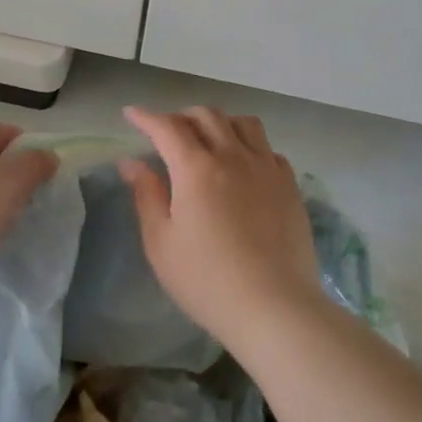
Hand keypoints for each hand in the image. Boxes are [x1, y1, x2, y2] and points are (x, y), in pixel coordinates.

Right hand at [119, 106, 324, 347]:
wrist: (274, 307)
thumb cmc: (206, 279)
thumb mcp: (161, 242)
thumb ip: (147, 195)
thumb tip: (131, 163)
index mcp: (196, 169)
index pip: (167, 128)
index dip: (146, 117)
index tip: (131, 114)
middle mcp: (234, 157)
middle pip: (207, 116)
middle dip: (181, 116)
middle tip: (167, 133)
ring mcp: (267, 169)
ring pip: (244, 124)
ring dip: (220, 123)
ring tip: (208, 141)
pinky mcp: (290, 187)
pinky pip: (269, 149)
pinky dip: (250, 146)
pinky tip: (244, 166)